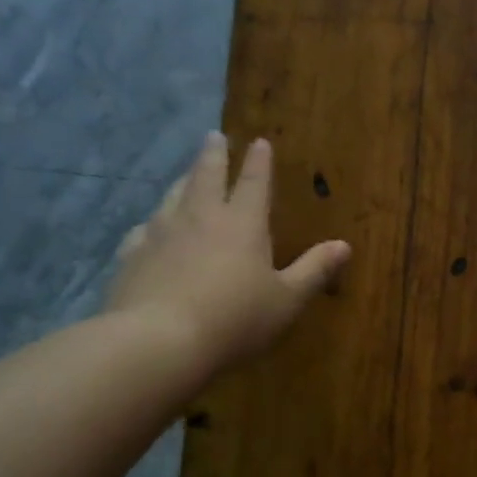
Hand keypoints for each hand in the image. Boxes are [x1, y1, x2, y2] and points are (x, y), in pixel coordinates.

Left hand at [107, 133, 349, 372]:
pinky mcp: (132, 254)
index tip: (259, 141)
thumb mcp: (287, 300)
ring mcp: (161, 232)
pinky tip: (150, 229)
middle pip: (207, 175)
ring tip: (186, 176)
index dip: (259, 162)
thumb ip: (314, 270)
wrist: (158, 340)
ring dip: (184, 181)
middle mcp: (201, 217)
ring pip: (173, 196)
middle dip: (214, 155)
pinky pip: (144, 229)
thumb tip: (344, 245)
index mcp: (243, 224)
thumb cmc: (235, 319)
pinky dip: (153, 222)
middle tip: (213, 136)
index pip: (254, 183)